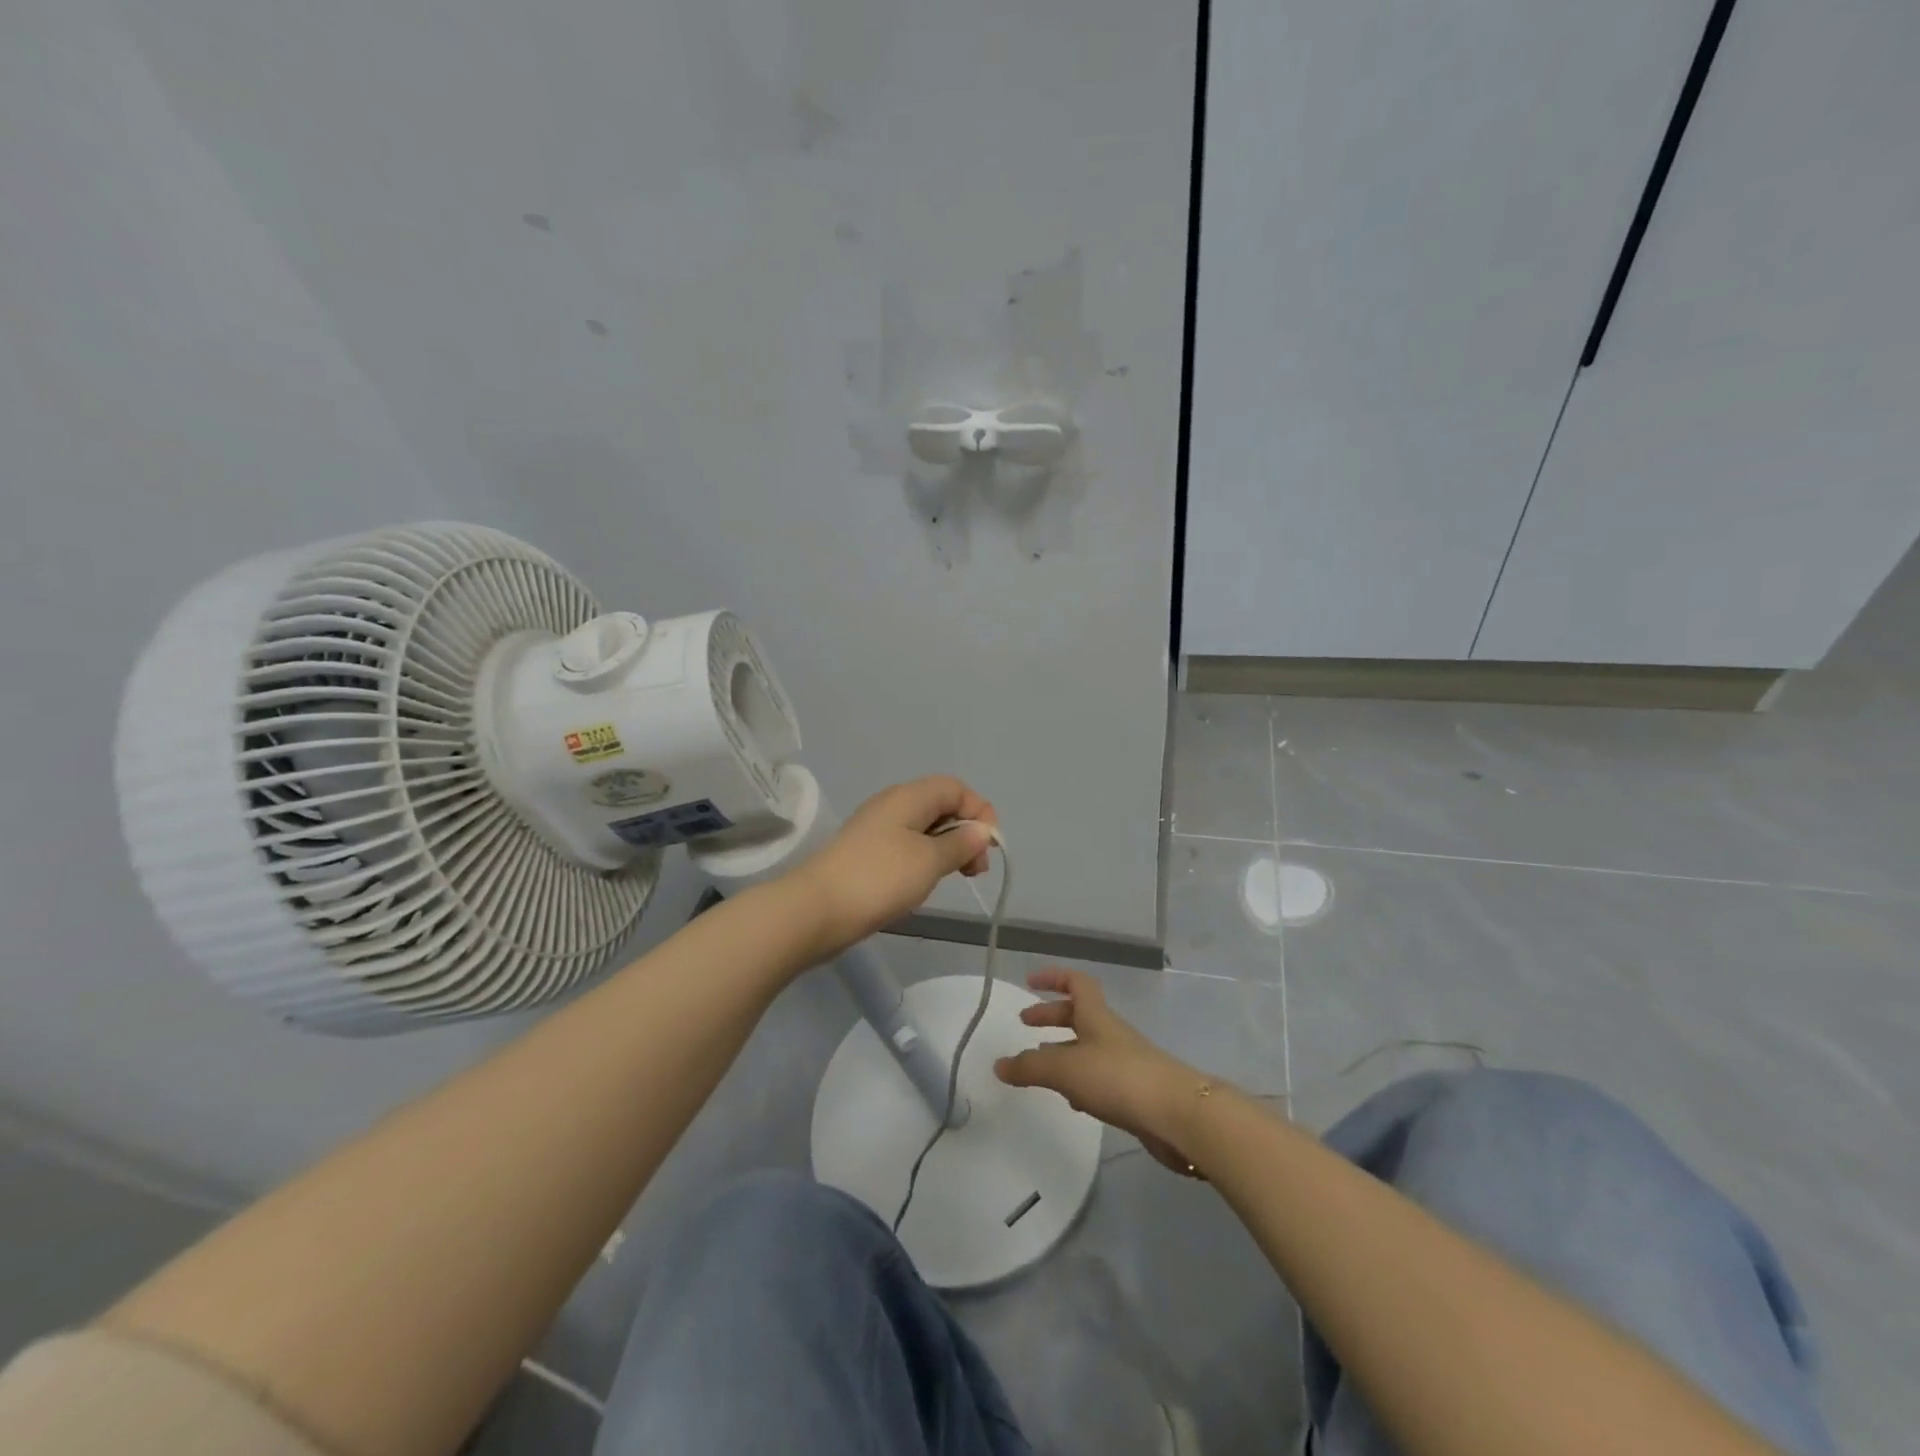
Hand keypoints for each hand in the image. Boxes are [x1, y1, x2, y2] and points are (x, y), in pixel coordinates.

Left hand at [792, 776, 997, 958]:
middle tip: (975, 869)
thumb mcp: (930, 860)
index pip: (956, 788)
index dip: (979, 811)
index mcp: (909, 796)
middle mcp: (893, 805)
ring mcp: (877, 830)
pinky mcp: (867, 854)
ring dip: (946, 849)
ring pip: (924, 829)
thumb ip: (961, 843)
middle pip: (941, 806)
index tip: (989, 846)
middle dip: (965, 832)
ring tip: (954, 878)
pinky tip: (924, 884)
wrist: (816, 909)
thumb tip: (982, 831)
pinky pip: (906, 847)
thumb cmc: (880, 878)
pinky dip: (925, 860)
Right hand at [994, 968, 1205, 1174]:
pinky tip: (1071, 1100)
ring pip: (1087, 1047)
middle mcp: (1111, 1033)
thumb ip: (1030, 1068)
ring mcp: (1125, 1062)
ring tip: (1040, 1069)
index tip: (1030, 982)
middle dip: (1051, 1017)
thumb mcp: (1066, 1070)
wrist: (1177, 1115)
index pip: (1076, 983)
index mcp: (1096, 1016)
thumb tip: (999, 1065)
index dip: (1053, 977)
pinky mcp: (1134, 1092)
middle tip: (1025, 1026)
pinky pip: (1099, 1077)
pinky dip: (1080, 1081)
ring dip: (1063, 1052)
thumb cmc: (1118, 1078)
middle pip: (1079, 1015)